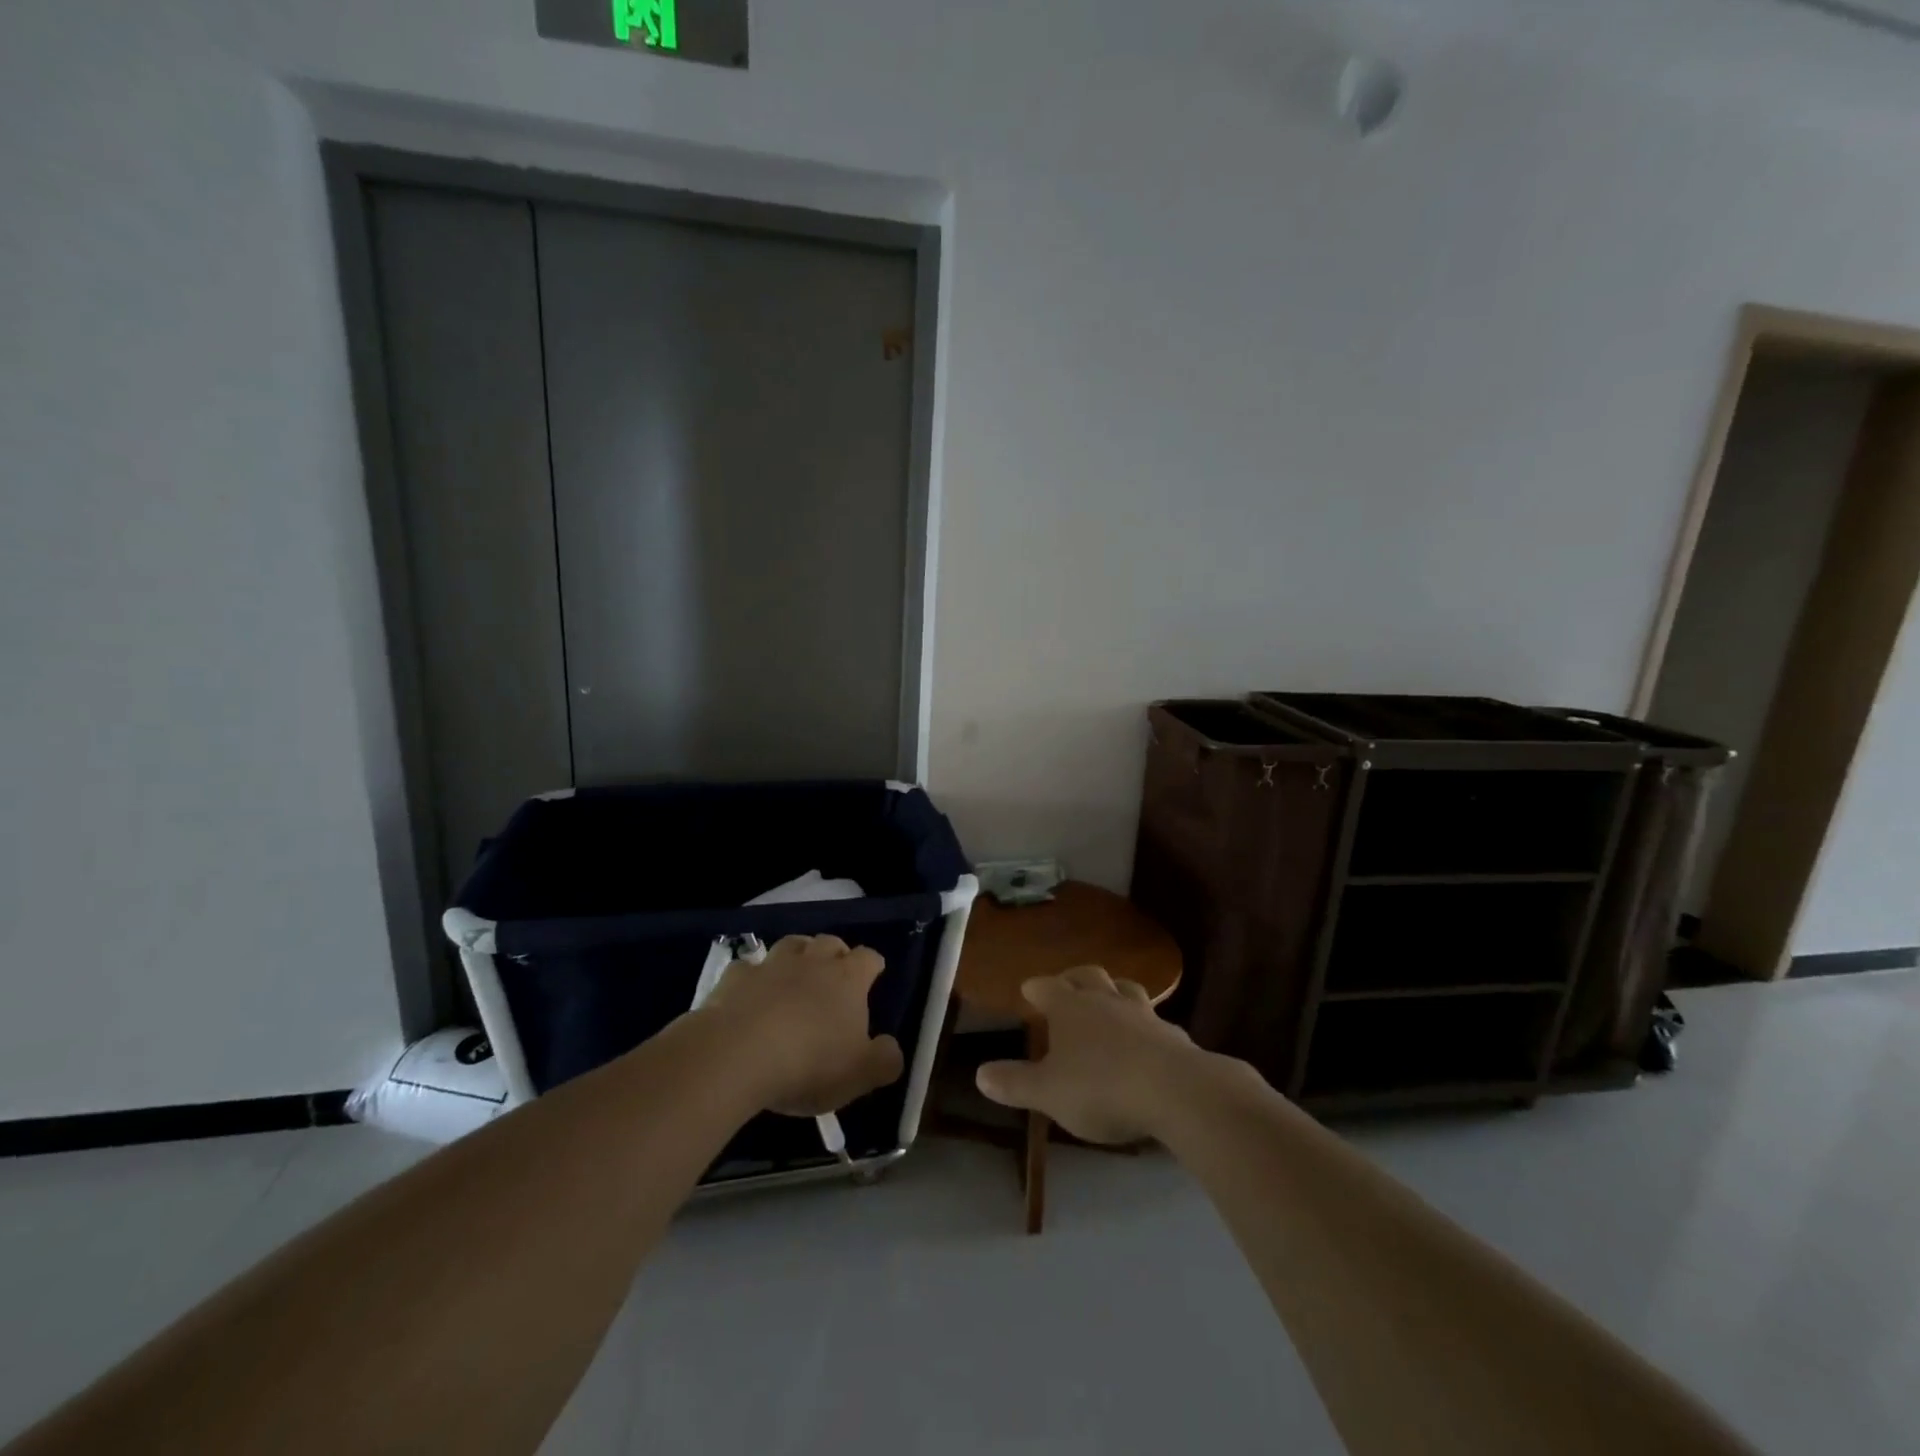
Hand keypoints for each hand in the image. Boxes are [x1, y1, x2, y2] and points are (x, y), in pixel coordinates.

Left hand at [700, 934, 904, 1115]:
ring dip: (797, 955)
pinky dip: (752, 977)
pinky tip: (750, 994)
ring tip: (796, 974)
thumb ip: (885, 1059)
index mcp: (848, 979)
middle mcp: (812, 962)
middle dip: (835, 954)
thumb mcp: (861, 1073)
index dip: (872, 966)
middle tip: (835, 977)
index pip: (869, 957)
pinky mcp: (734, 978)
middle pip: (830, 942)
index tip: (873, 978)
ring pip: (791, 944)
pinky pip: (747, 968)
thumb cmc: (809, 1064)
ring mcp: (771, 965)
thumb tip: (891, 1048)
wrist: (736, 1055)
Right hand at [975, 965, 1212, 1143]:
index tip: (1029, 988)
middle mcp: (1106, 1001)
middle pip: (1089, 976)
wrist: (1176, 1092)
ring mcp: (1144, 1014)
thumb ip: (1015, 1083)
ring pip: (1126, 990)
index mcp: (1071, 1007)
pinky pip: (1154, 1022)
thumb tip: (979, 1073)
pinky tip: (1146, 1041)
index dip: (1037, 988)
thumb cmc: (1101, 1087)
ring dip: (1114, 992)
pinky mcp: (1173, 1036)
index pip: (1048, 987)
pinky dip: (1144, 1026)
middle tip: (1067, 983)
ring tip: (1110, 1001)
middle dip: (1075, 977)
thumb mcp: (1048, 1093)